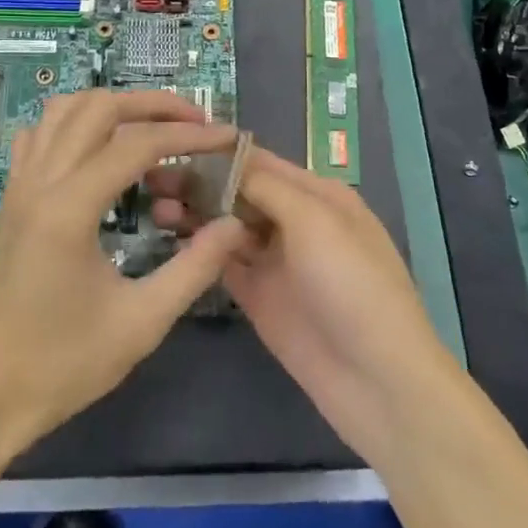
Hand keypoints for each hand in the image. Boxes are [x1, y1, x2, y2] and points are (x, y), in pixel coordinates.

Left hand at [0, 90, 244, 463]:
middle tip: (196, 122)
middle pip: (97, 107)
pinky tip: (97, 151)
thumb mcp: (141, 323)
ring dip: (110, 106)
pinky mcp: (11, 202)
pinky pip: (38, 137)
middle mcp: (39, 182)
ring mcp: (18, 188)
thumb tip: (234, 224)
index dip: (189, 135)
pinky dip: (73, 125)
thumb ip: (194, 268)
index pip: (137, 143)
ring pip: (61, 111)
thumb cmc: (60, 366)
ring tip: (152, 126)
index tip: (228, 138)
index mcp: (69, 208)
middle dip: (151, 103)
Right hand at [147, 145, 455, 465]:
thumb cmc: (352, 284)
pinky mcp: (258, 297)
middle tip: (151, 180)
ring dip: (195, 214)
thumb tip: (224, 161)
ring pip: (227, 226)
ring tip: (154, 208)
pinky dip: (199, 250)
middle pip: (239, 193)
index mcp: (317, 195)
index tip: (172, 147)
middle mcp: (295, 221)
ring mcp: (276, 261)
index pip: (260, 162)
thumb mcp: (315, 221)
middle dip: (199, 184)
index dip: (218, 154)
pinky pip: (224, 263)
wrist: (376, 379)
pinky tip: (169, 239)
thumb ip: (267, 187)